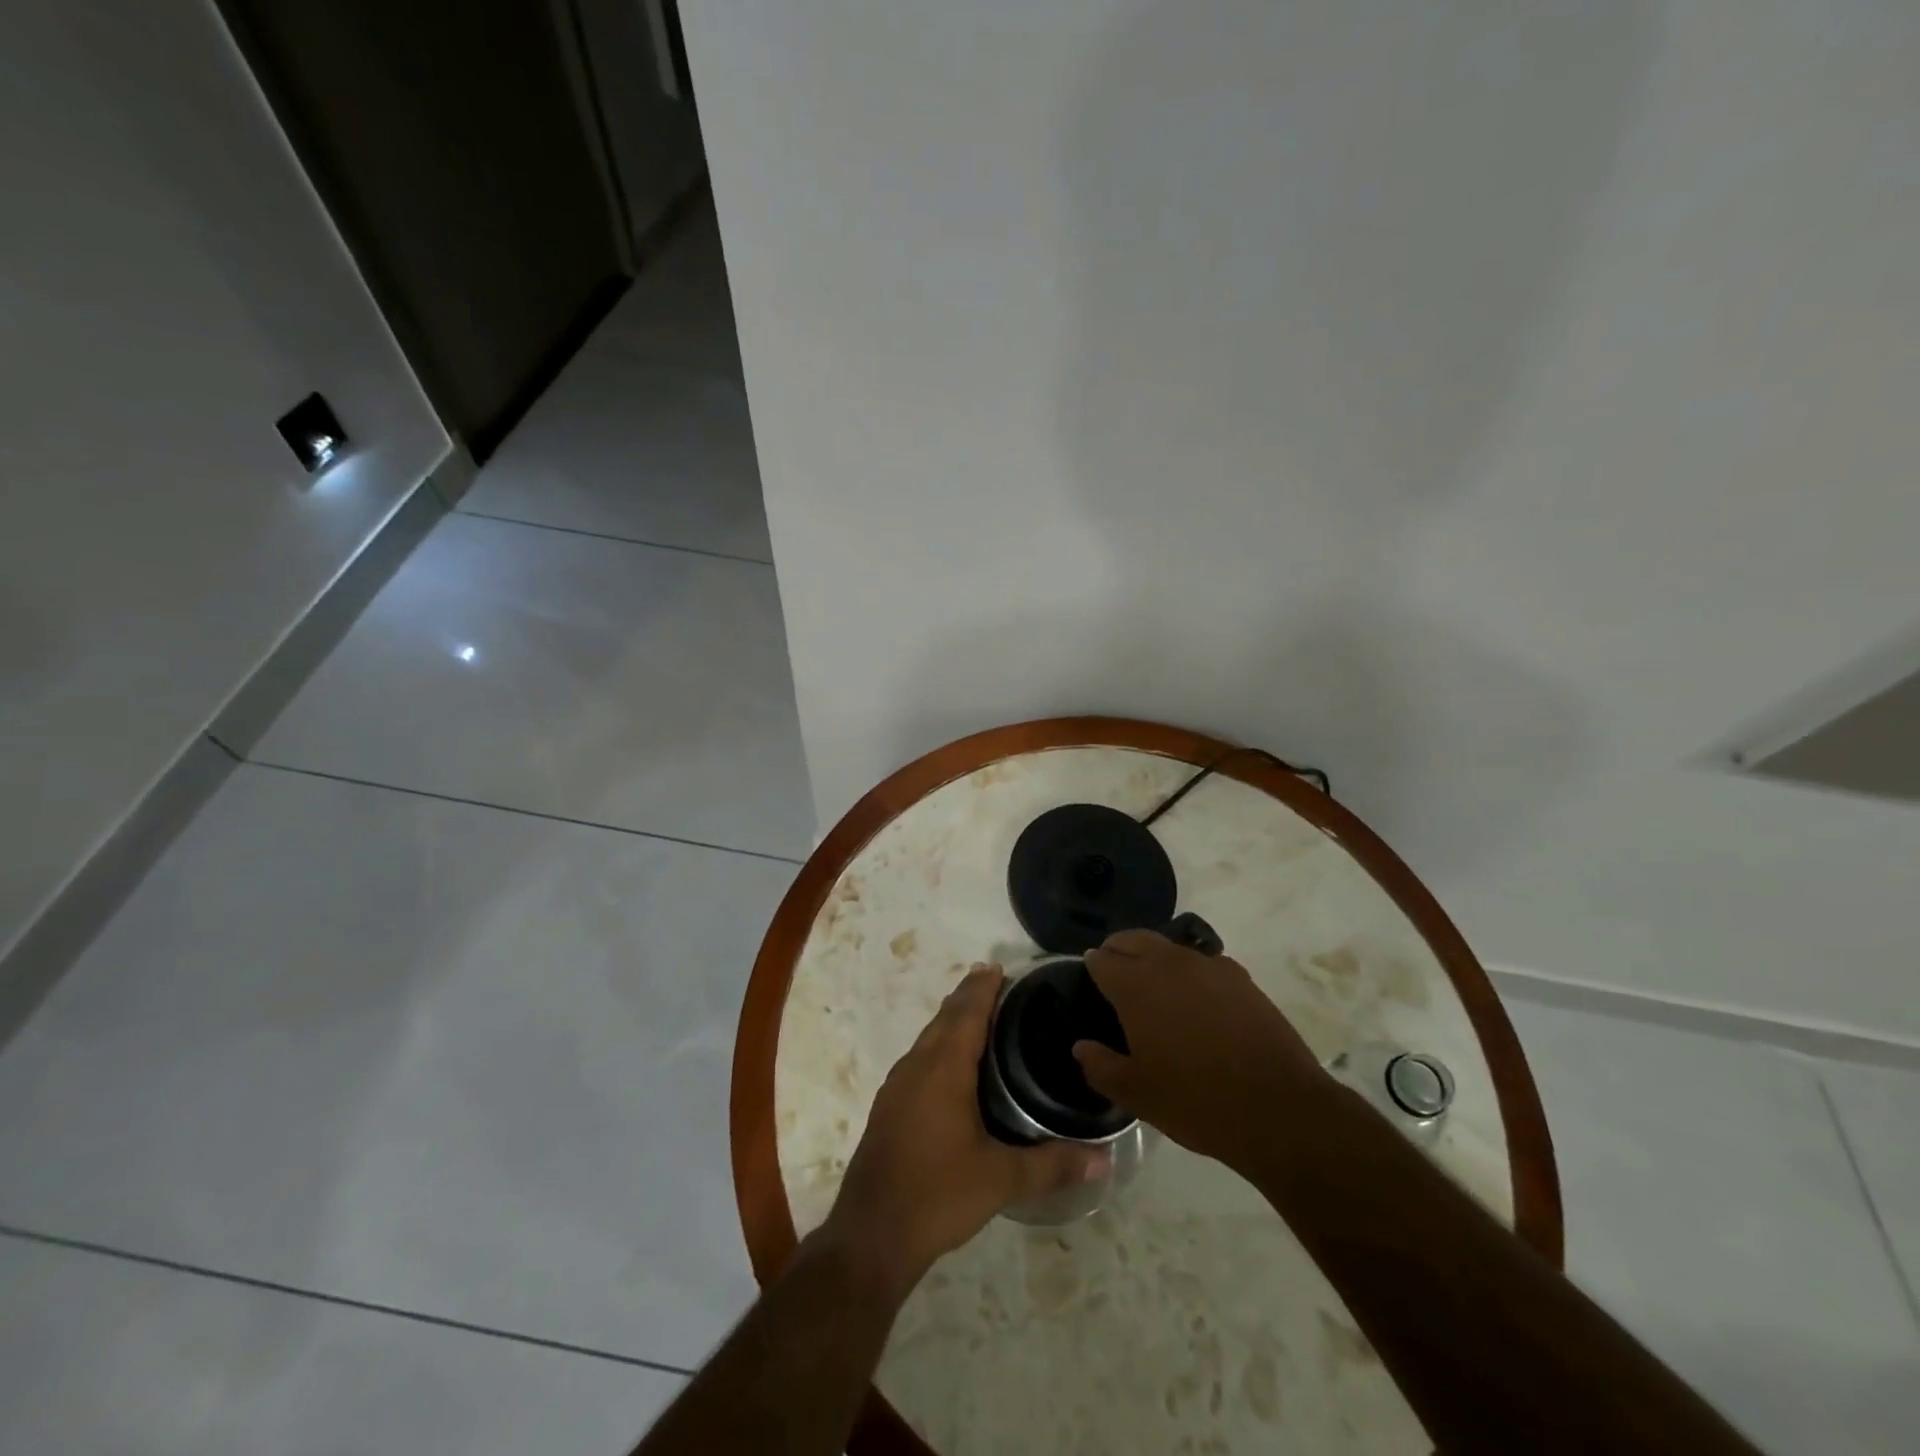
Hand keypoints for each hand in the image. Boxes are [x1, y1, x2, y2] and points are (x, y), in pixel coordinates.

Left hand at [821, 966, 1107, 1298]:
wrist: (871, 1233)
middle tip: (996, 983)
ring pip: (928, 1037)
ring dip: (952, 1020)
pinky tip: (952, 1067)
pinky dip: (939, 1044)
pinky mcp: (889, 1106)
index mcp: (943, 1068)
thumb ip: (1053, 1165)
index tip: (999, 967)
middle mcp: (917, 1065)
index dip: (982, 988)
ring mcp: (898, 1085)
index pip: (967, 1012)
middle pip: (945, 1017)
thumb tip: (1104, 1159)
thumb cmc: (937, 1195)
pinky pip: (919, 1057)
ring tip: (978, 1016)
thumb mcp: (1001, 1180)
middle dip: (968, 997)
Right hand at [1072, 929, 1323, 1169]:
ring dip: (1153, 957)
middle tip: (1114, 972)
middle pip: (1133, 940)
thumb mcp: (1137, 1094)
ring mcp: (1209, 966)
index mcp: (1137, 986)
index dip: (1092, 967)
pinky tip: (1196, 999)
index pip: (1102, 960)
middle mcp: (1169, 964)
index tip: (1089, 978)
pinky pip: (1203, 963)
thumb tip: (1081, 1047)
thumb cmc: (1196, 1101)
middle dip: (1118, 949)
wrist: (1279, 1109)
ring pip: (1169, 947)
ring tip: (1154, 985)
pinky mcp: (1241, 978)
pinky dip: (1189, 971)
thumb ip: (1101, 1066)